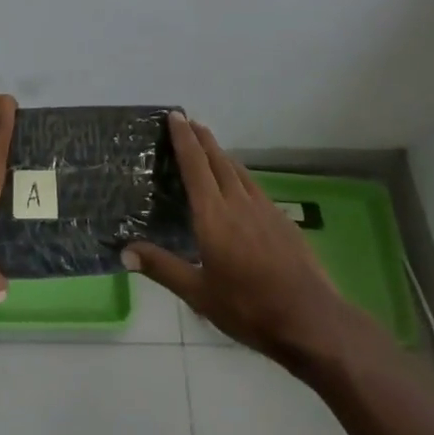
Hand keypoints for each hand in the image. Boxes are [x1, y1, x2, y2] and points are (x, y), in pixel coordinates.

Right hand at [124, 112, 379, 371]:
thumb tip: (124, 251)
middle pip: (217, 161)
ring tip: (210, 145)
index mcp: (213, 215)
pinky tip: (242, 184)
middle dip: (202, 138)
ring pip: (238, 171)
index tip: (176, 116)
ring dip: (221, 154)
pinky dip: (240, 174)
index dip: (184, 139)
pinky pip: (255, 186)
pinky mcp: (282, 220)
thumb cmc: (248, 308)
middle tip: (190, 120)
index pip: (194, 166)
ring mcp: (264, 209)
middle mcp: (238, 203)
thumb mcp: (199, 294)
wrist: (309, 318)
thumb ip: (162, 268)